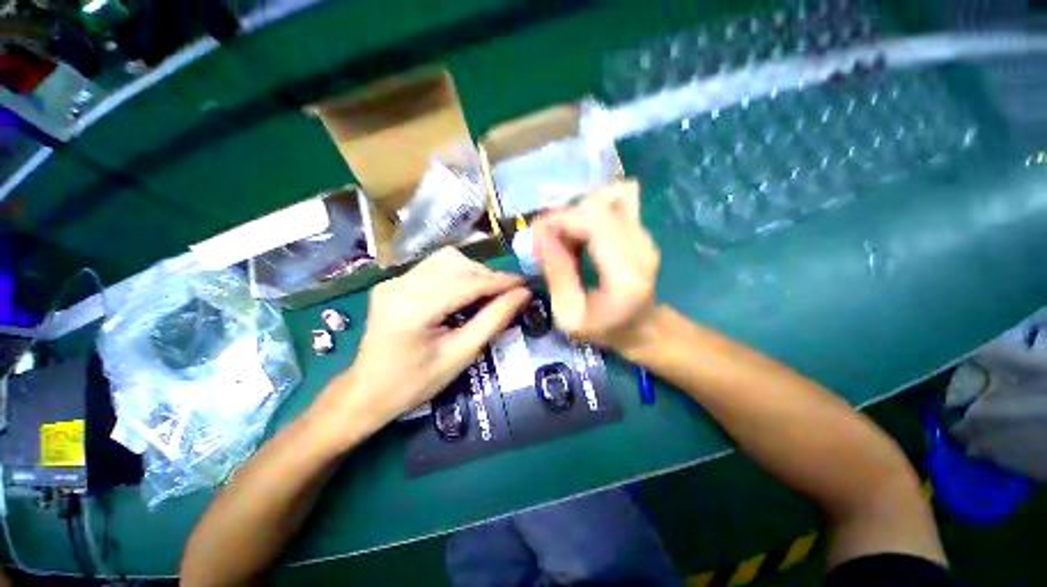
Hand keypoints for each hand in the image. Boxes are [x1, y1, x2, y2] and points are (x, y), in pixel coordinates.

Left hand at [313, 248, 529, 441]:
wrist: (367, 392)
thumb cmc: (416, 383)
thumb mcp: (460, 355)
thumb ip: (493, 321)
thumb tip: (522, 295)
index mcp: (414, 309)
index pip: (467, 283)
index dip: (501, 281)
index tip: (525, 284)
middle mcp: (400, 285)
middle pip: (457, 264)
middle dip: (488, 276)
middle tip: (507, 294)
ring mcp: (393, 280)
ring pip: (446, 260)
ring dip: (473, 272)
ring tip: (487, 293)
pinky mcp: (393, 282)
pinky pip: (434, 266)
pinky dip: (457, 274)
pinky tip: (464, 291)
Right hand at [532, 179, 659, 353]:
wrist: (643, 328)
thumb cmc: (604, 330)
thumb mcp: (569, 315)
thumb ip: (556, 273)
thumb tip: (539, 233)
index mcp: (625, 274)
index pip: (594, 222)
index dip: (560, 219)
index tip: (535, 234)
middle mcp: (641, 247)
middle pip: (599, 206)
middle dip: (564, 217)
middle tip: (546, 241)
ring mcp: (645, 235)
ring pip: (605, 200)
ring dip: (576, 214)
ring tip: (564, 240)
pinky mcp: (641, 230)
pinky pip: (612, 205)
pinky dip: (588, 214)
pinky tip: (580, 235)